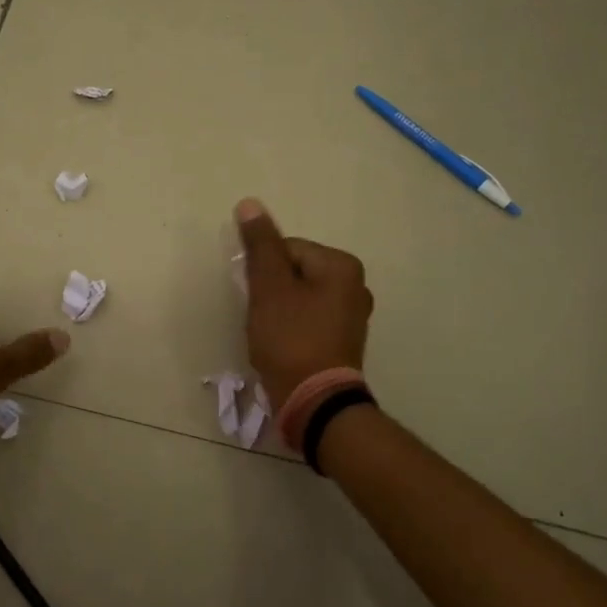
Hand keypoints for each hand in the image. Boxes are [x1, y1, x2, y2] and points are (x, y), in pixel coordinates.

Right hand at [235, 198, 372, 402]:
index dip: (263, 273)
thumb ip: (260, 245)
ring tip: (270, 335)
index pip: (286, 249)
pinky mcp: (344, 341)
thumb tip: (250, 204)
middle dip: (271, 292)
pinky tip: (282, 347)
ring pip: (299, 297)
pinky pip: (309, 320)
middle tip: (262, 319)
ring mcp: (352, 316)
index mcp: (341, 265)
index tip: (257, 299)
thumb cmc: (290, 339)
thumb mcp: (269, 287)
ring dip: (278, 311)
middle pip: (293, 272)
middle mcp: (355, 286)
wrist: (314, 402)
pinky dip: (291, 328)